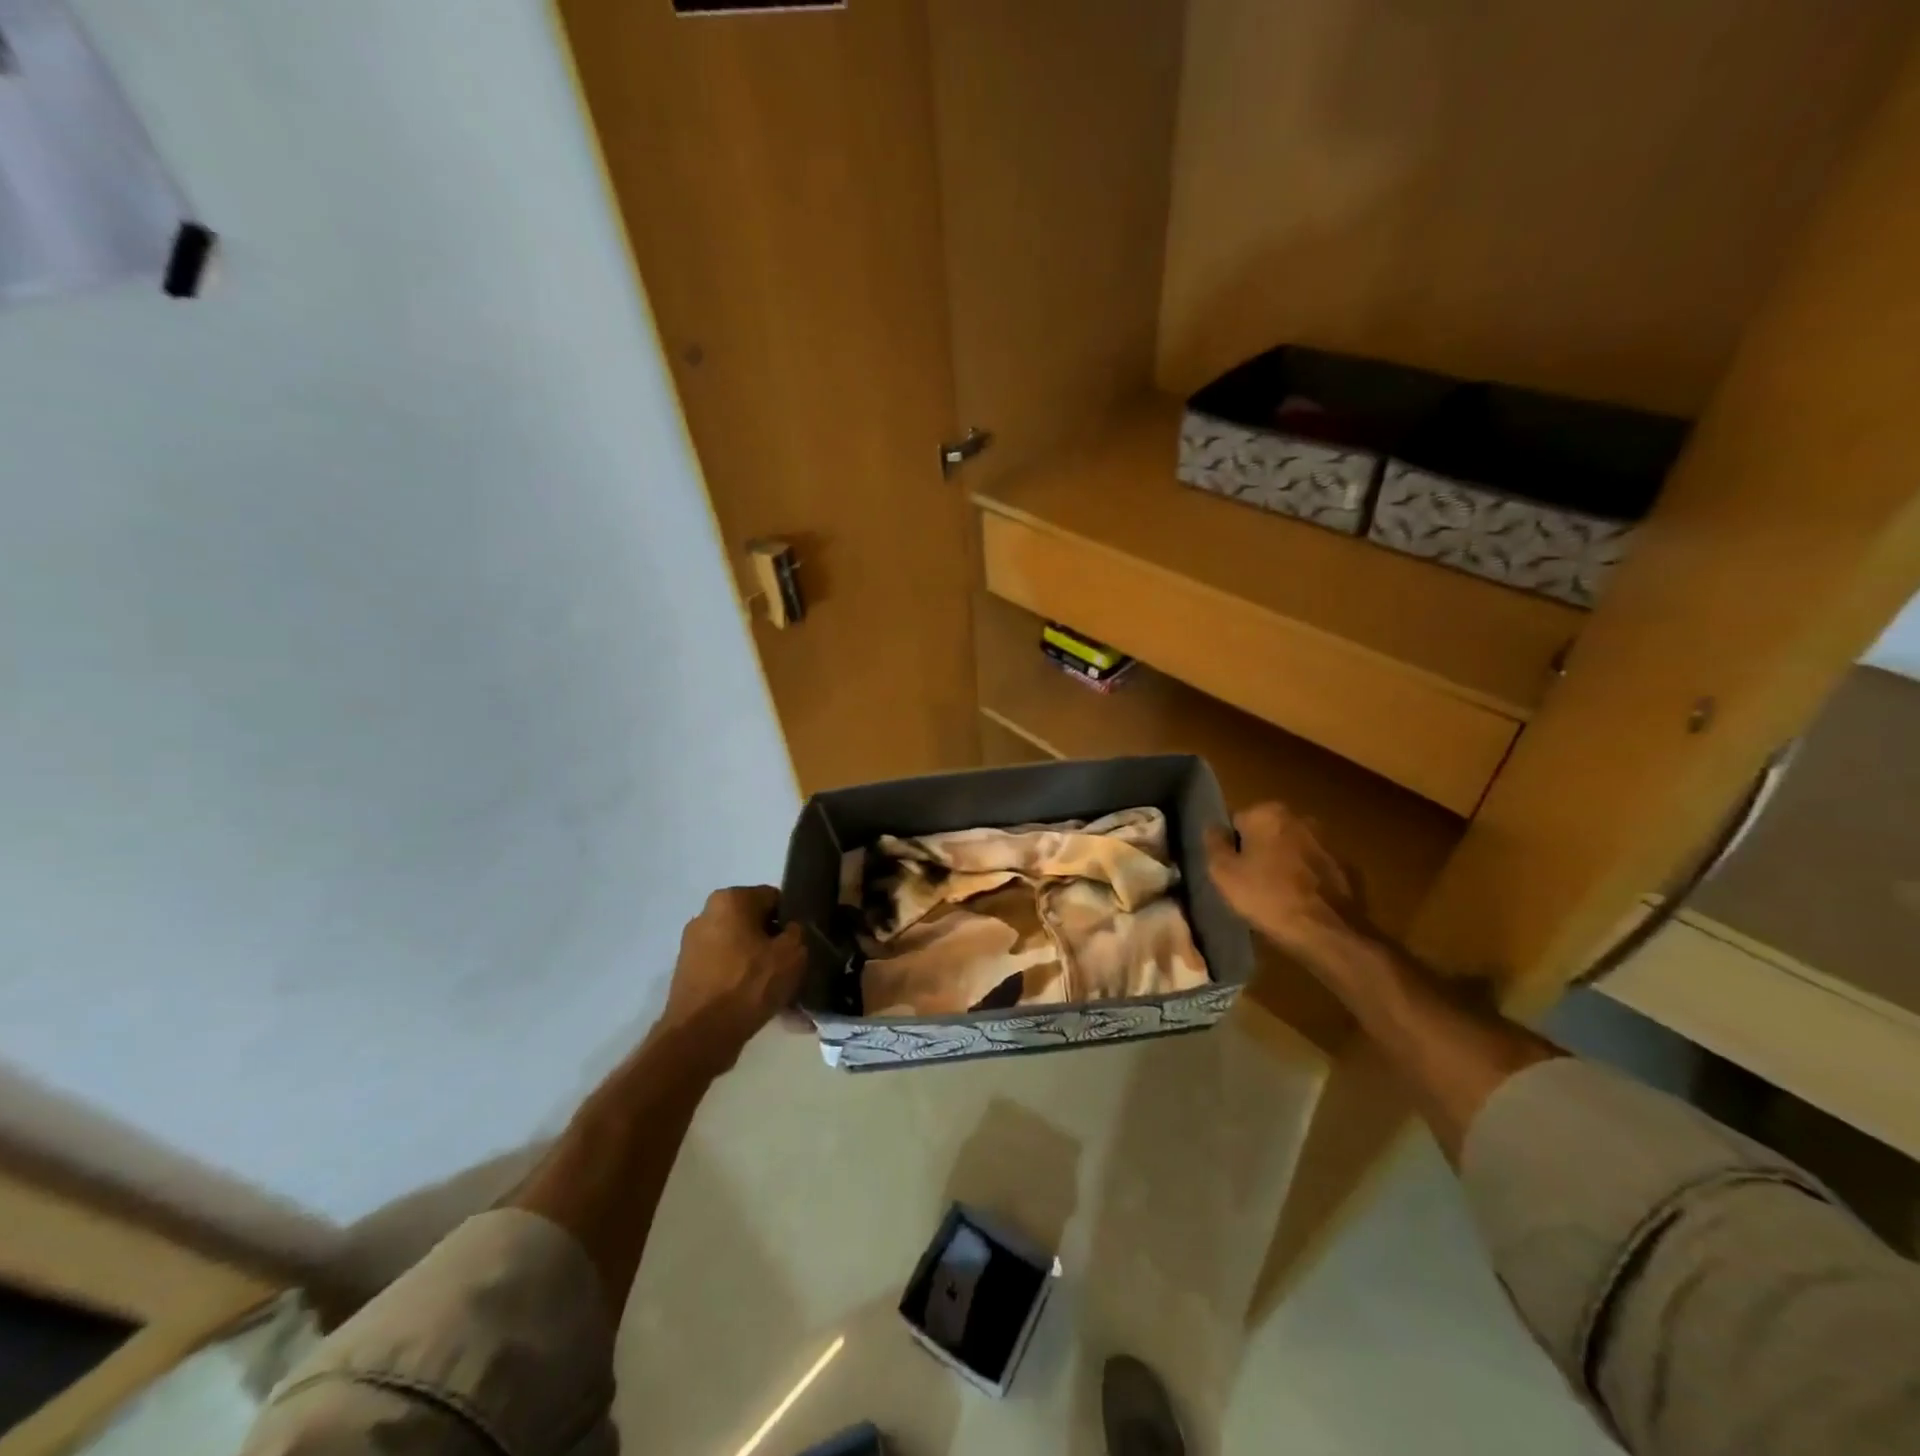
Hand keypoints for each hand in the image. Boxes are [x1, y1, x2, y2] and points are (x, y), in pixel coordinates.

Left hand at [661, 886, 805, 1066]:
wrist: (699, 1036)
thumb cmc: (748, 984)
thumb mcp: (792, 954)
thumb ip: (798, 932)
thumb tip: (791, 930)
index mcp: (730, 899)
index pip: (774, 898)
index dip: (792, 920)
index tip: (803, 944)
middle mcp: (707, 914)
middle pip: (755, 924)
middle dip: (774, 944)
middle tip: (793, 969)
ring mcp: (693, 945)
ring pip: (741, 949)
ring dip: (760, 966)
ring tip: (780, 994)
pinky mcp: (688, 973)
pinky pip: (726, 970)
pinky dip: (742, 982)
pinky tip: (759, 1004)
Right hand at [1205, 802, 1369, 968]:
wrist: (1326, 931)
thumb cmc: (1266, 896)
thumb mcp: (1223, 872)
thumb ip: (1213, 843)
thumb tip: (1213, 827)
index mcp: (1267, 812)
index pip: (1236, 822)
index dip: (1231, 847)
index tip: (1232, 871)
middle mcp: (1299, 817)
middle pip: (1266, 832)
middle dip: (1258, 851)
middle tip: (1251, 883)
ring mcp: (1326, 840)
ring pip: (1291, 848)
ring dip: (1283, 863)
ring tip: (1276, 894)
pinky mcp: (1345, 865)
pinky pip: (1313, 866)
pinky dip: (1305, 877)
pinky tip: (1300, 900)